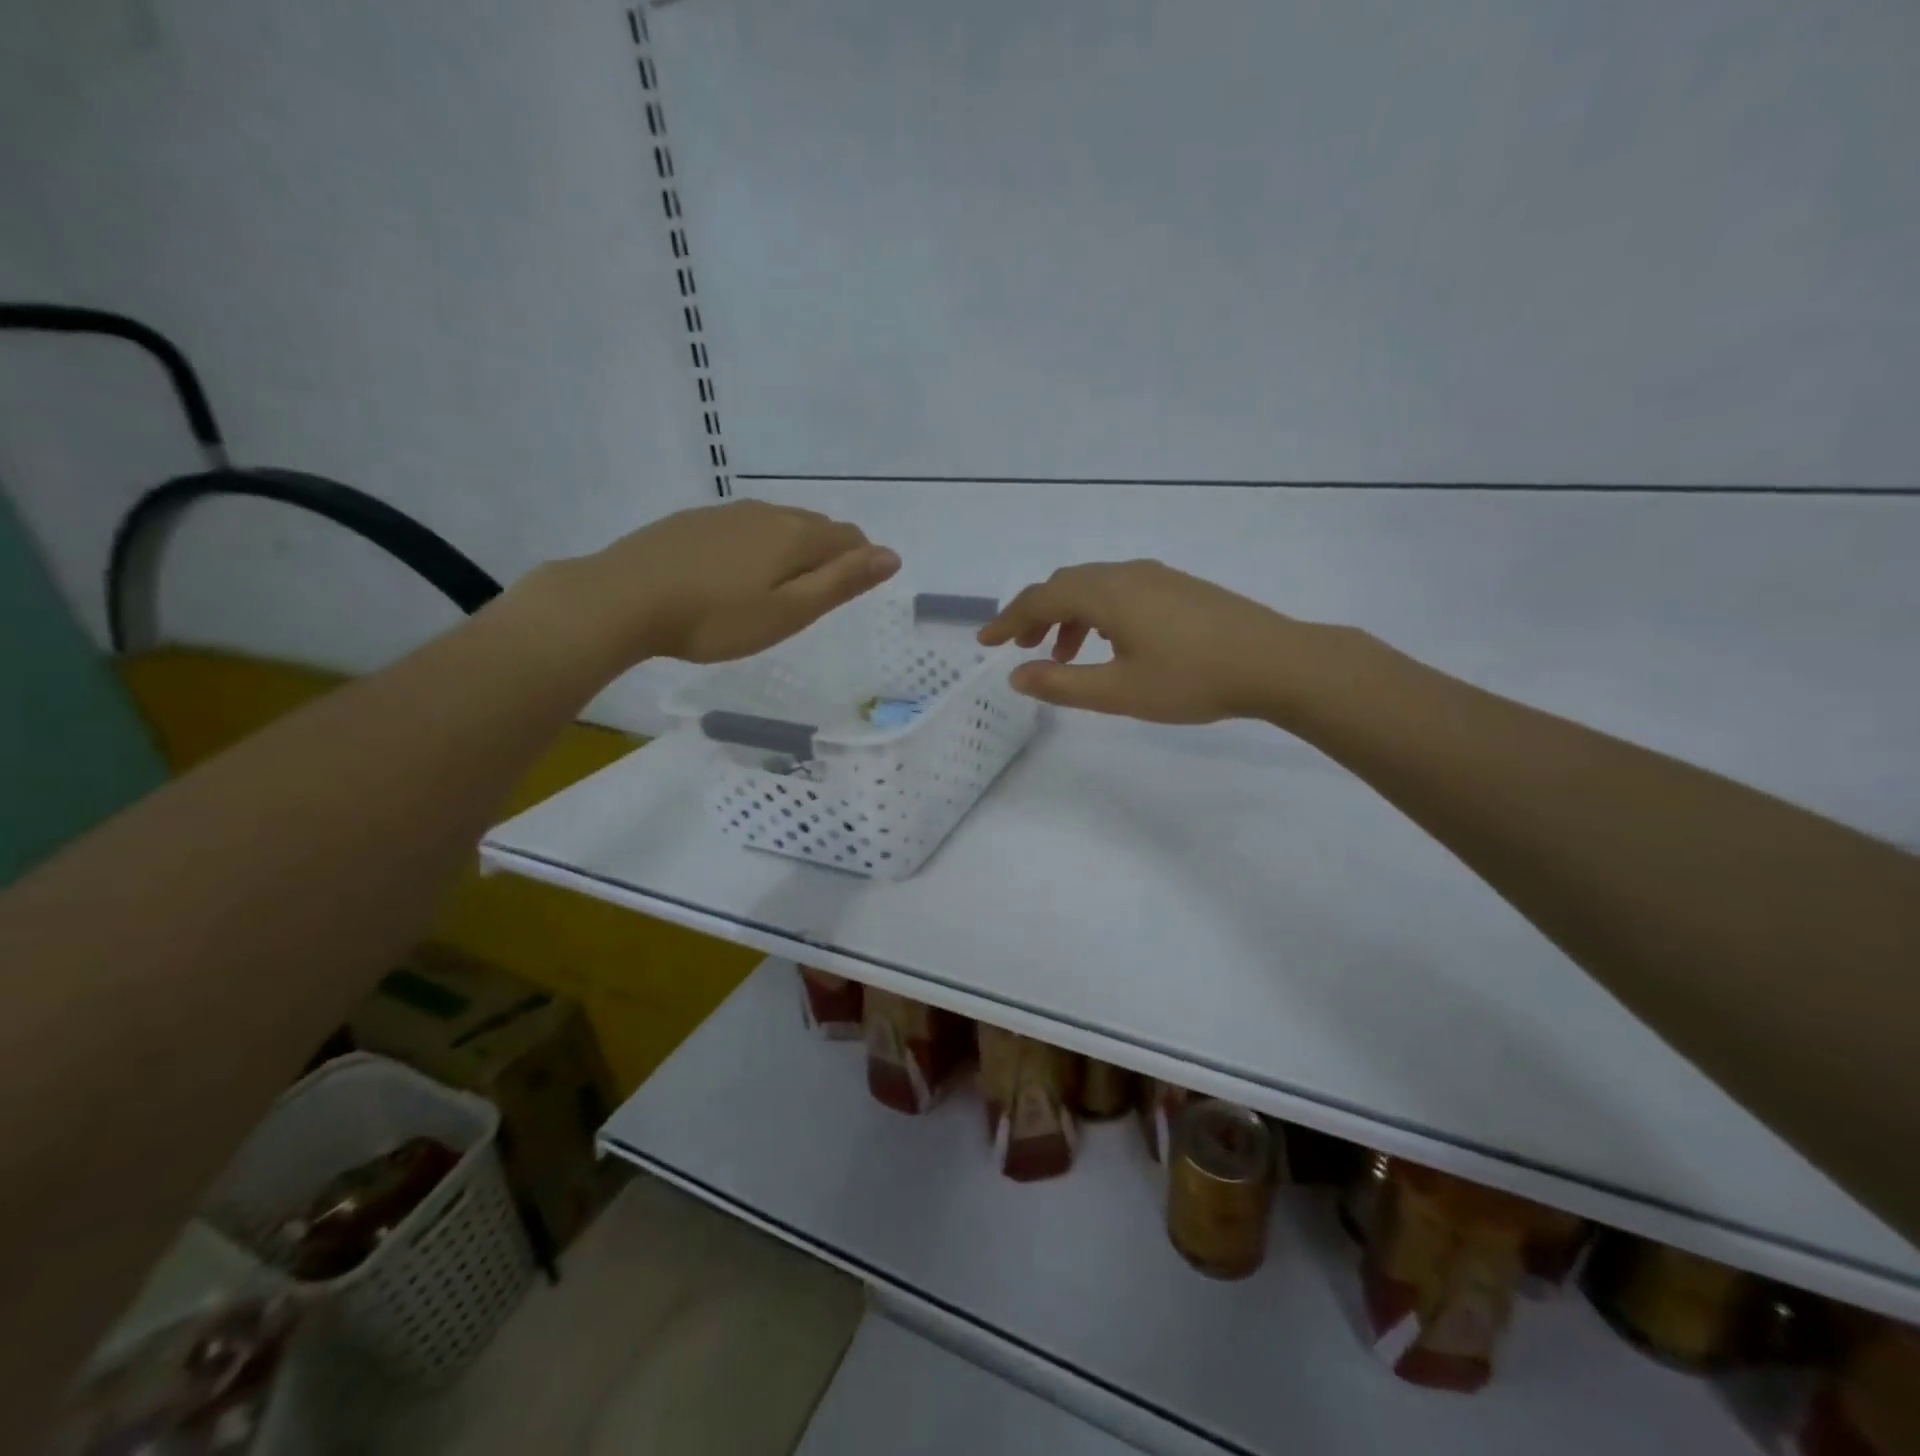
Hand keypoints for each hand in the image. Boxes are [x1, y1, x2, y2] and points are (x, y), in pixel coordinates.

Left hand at [538, 501, 900, 668]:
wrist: (624, 598)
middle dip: (829, 554)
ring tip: (781, 586)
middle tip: (817, 596)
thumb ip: (842, 583)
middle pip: (816, 527)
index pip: (849, 538)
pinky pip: (745, 527)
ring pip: (779, 524)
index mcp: (796, 535)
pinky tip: (737, 572)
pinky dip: (758, 546)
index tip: (850, 593)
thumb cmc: (716, 618)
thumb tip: (892, 556)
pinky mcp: (694, 521)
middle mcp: (767, 513)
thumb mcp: (789, 611)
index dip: (861, 562)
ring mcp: (727, 513)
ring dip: (793, 549)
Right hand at [977, 560, 1301, 722]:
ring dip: (1067, 617)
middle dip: (1035, 615)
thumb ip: (1061, 683)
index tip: (985, 642)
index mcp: (1105, 593)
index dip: (1007, 620)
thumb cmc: (1191, 679)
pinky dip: (1097, 614)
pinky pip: (1120, 592)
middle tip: (1021, 648)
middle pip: (1064, 585)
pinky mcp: (1179, 587)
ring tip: (1062, 656)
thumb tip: (1016, 675)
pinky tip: (1109, 645)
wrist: (1276, 662)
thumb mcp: (1118, 692)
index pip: (1040, 598)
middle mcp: (1126, 574)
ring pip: (1094, 588)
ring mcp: (1157, 576)